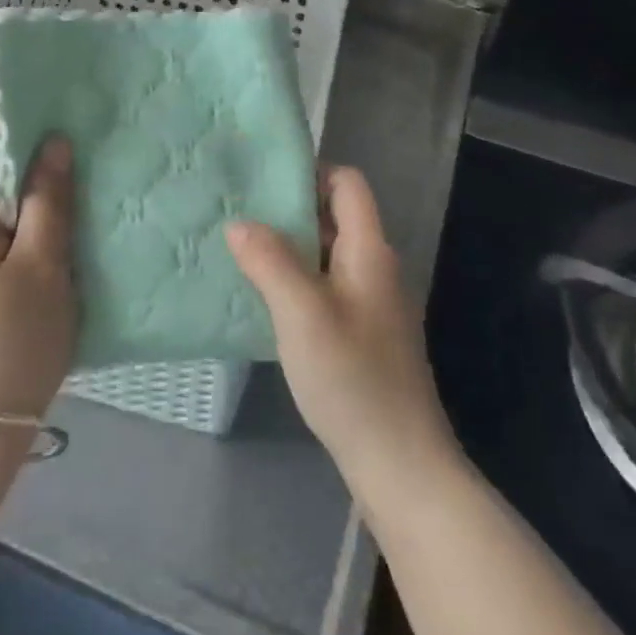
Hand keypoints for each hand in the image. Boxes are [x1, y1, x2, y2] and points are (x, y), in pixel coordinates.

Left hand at [0, 140, 76, 421]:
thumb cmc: (13, 342)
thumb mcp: (43, 266)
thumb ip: (49, 201)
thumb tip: (54, 144)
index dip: (23, 146)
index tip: (65, 154)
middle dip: (28, 194)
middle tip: (76, 204)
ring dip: (20, 231)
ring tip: (63, 244)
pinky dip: (5, 261)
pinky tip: (34, 285)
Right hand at [227, 168, 456, 494]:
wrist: (398, 462)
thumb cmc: (352, 379)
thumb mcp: (303, 313)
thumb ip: (270, 261)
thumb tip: (239, 222)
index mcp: (370, 251)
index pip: (348, 184)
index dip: (311, 172)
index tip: (262, 181)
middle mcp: (374, 268)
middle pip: (335, 216)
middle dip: (289, 210)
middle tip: (237, 212)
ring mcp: (369, 303)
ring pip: (326, 255)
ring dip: (288, 248)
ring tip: (238, 249)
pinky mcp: (360, 334)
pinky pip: (323, 288)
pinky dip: (294, 281)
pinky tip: (260, 297)